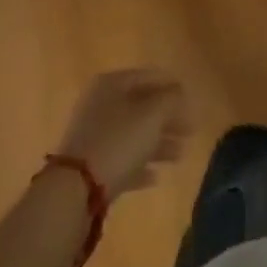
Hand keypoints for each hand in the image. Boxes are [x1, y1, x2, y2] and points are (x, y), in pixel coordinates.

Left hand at [54, 69, 190, 199]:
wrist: (74, 190)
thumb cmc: (118, 140)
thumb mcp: (153, 114)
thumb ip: (171, 99)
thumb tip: (179, 94)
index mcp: (112, 83)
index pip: (150, 77)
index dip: (173, 87)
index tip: (191, 102)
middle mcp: (100, 104)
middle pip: (142, 107)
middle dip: (168, 120)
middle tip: (190, 132)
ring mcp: (93, 136)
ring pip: (133, 134)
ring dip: (158, 144)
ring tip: (179, 156)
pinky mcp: (89, 167)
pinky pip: (121, 160)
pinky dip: (139, 166)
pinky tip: (155, 177)